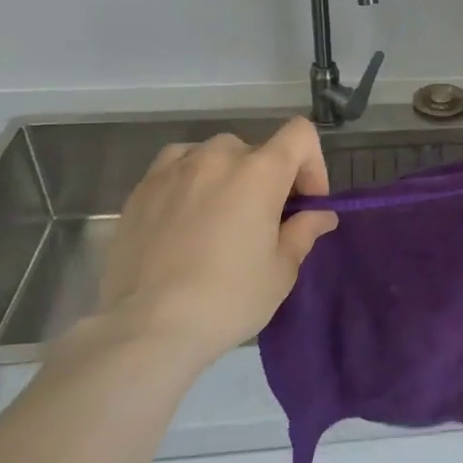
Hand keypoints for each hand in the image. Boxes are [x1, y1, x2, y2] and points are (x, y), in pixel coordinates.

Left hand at [89, 119, 338, 364]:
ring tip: (221, 217)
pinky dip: (191, 179)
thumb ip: (304, 231)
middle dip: (269, 180)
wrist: (146, 328)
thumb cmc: (227, 299)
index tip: (305, 203)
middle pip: (258, 150)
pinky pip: (178, 165)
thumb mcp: (281, 271)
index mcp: (260, 172)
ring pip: (216, 155)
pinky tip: (185, 214)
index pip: (300, 134)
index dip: (312, 163)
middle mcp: (218, 156)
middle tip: (264, 222)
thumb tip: (320, 215)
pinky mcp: (142, 187)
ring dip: (229, 176)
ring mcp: (175, 168)